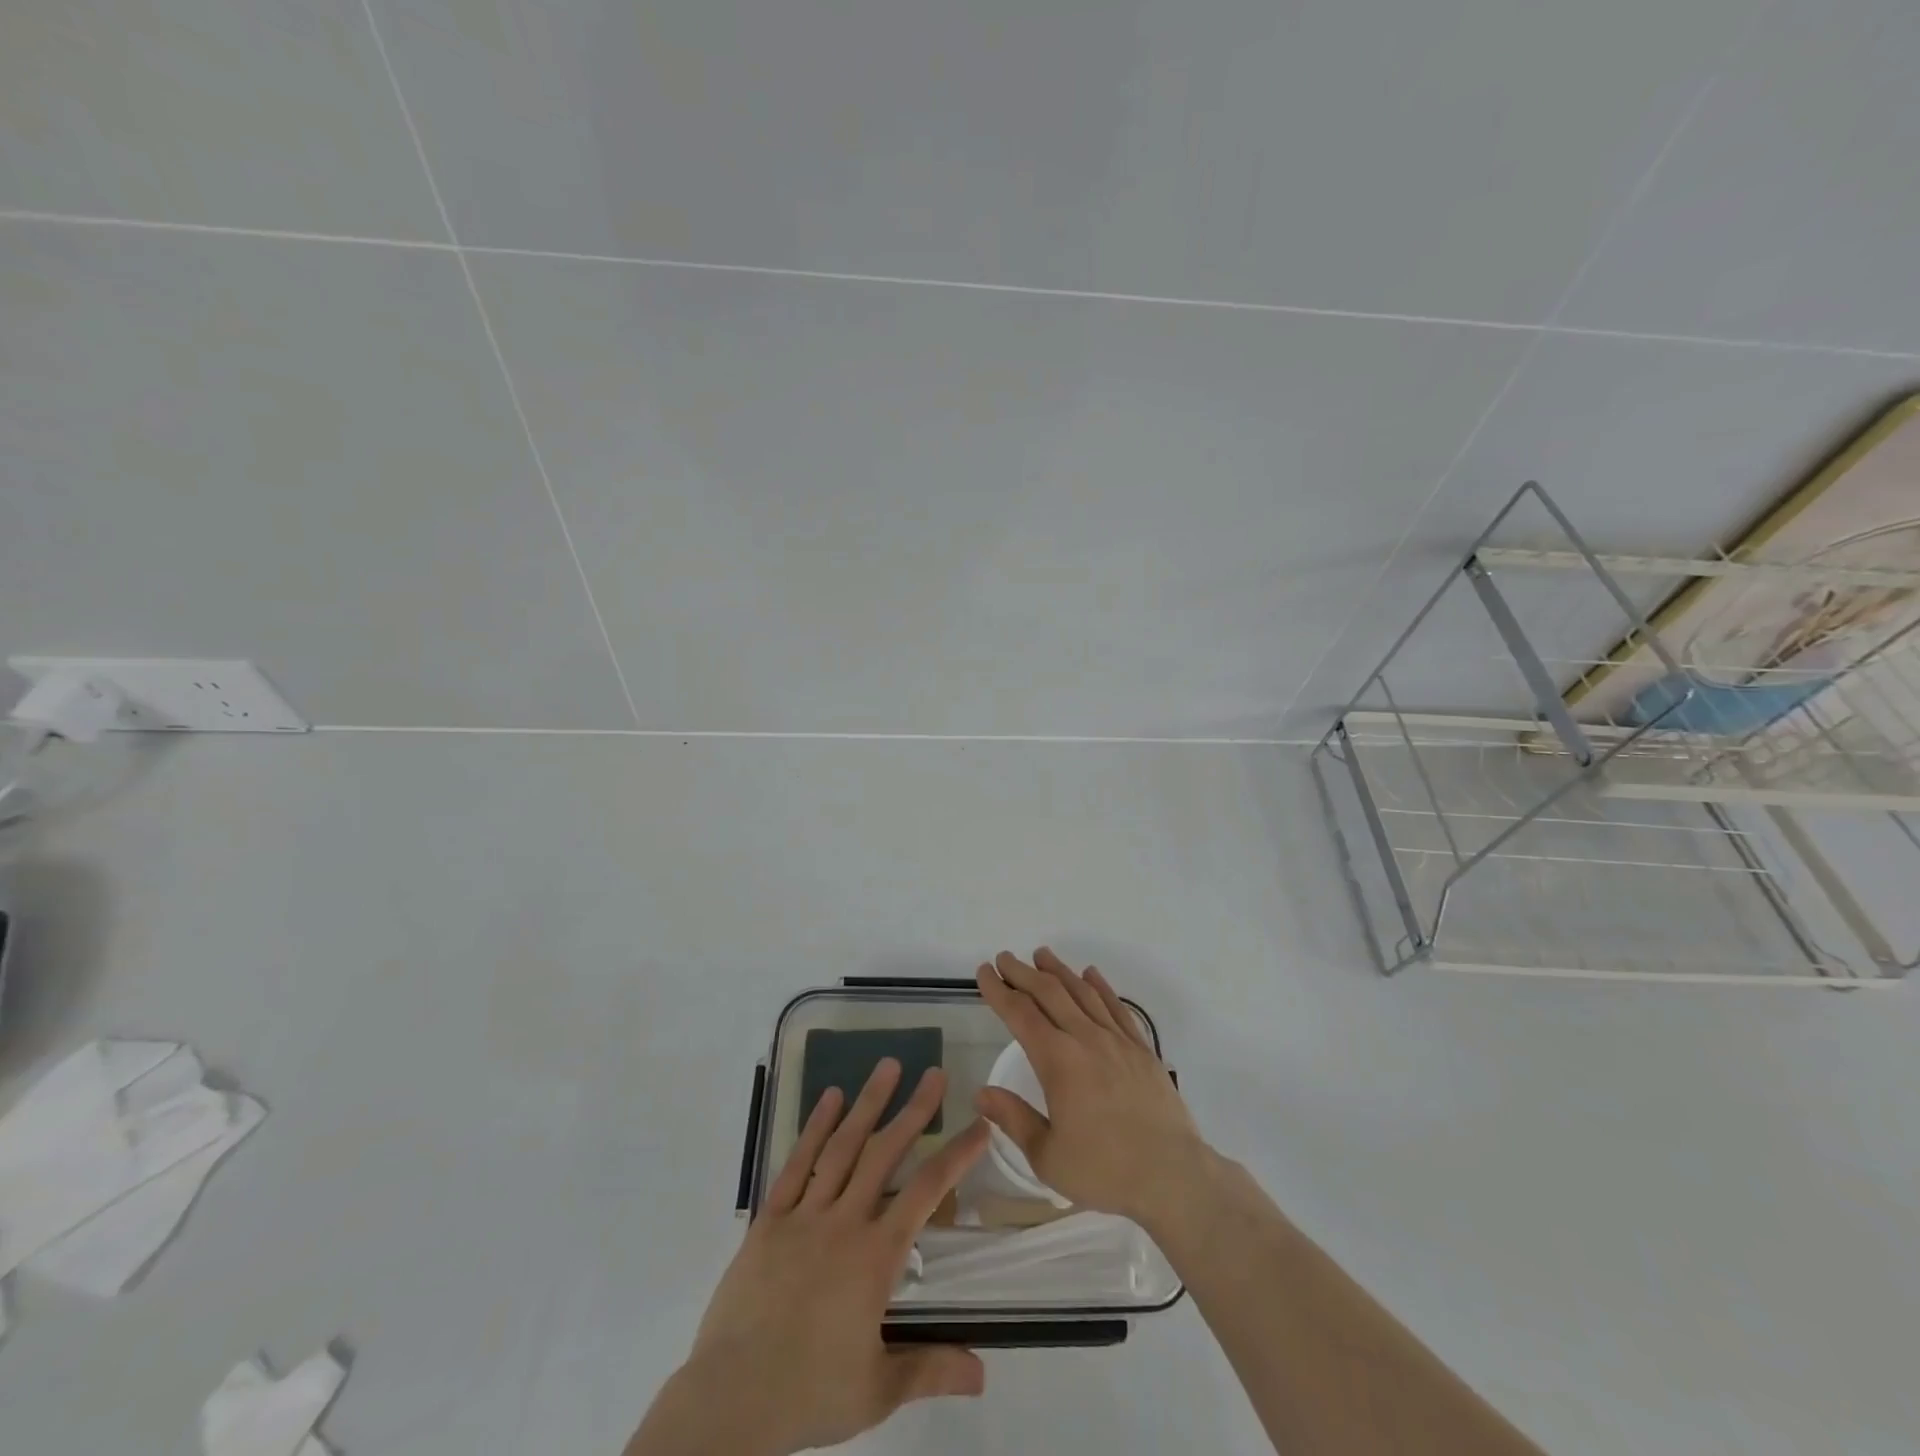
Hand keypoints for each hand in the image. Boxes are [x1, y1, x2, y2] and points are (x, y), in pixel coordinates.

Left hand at [629, 1060, 990, 1455]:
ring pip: (843, 1148)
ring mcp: (804, 1215)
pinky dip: (815, 1128)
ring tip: (887, 1066)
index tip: (979, 1126)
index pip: (926, 1193)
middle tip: (934, 1074)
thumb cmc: (809, 1393)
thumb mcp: (877, 1391)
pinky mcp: (770, 1219)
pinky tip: (829, 1098)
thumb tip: (983, 1372)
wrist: (731, 1398)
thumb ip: (930, 1369)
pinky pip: (796, 1164)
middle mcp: (844, 1222)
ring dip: (868, 1104)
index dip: (956, 1156)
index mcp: (875, 1257)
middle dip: (914, 1111)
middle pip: (885, 1154)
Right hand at [974, 949, 1211, 1232]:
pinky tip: (1091, 974)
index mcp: (1058, 1062)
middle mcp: (1086, 1039)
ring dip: (1059, 970)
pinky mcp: (1142, 1049)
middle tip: (1004, 958)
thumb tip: (981, 1093)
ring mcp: (1118, 1040)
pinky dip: (1101, 986)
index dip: (999, 991)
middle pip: (1049, 993)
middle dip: (1023, 973)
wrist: (1174, 1176)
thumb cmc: (1105, 1171)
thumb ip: (1014, 1119)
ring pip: (1083, 992)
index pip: (1020, 1014)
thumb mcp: (1048, 1156)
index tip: (984, 973)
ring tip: (1041, 955)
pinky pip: (1117, 1007)